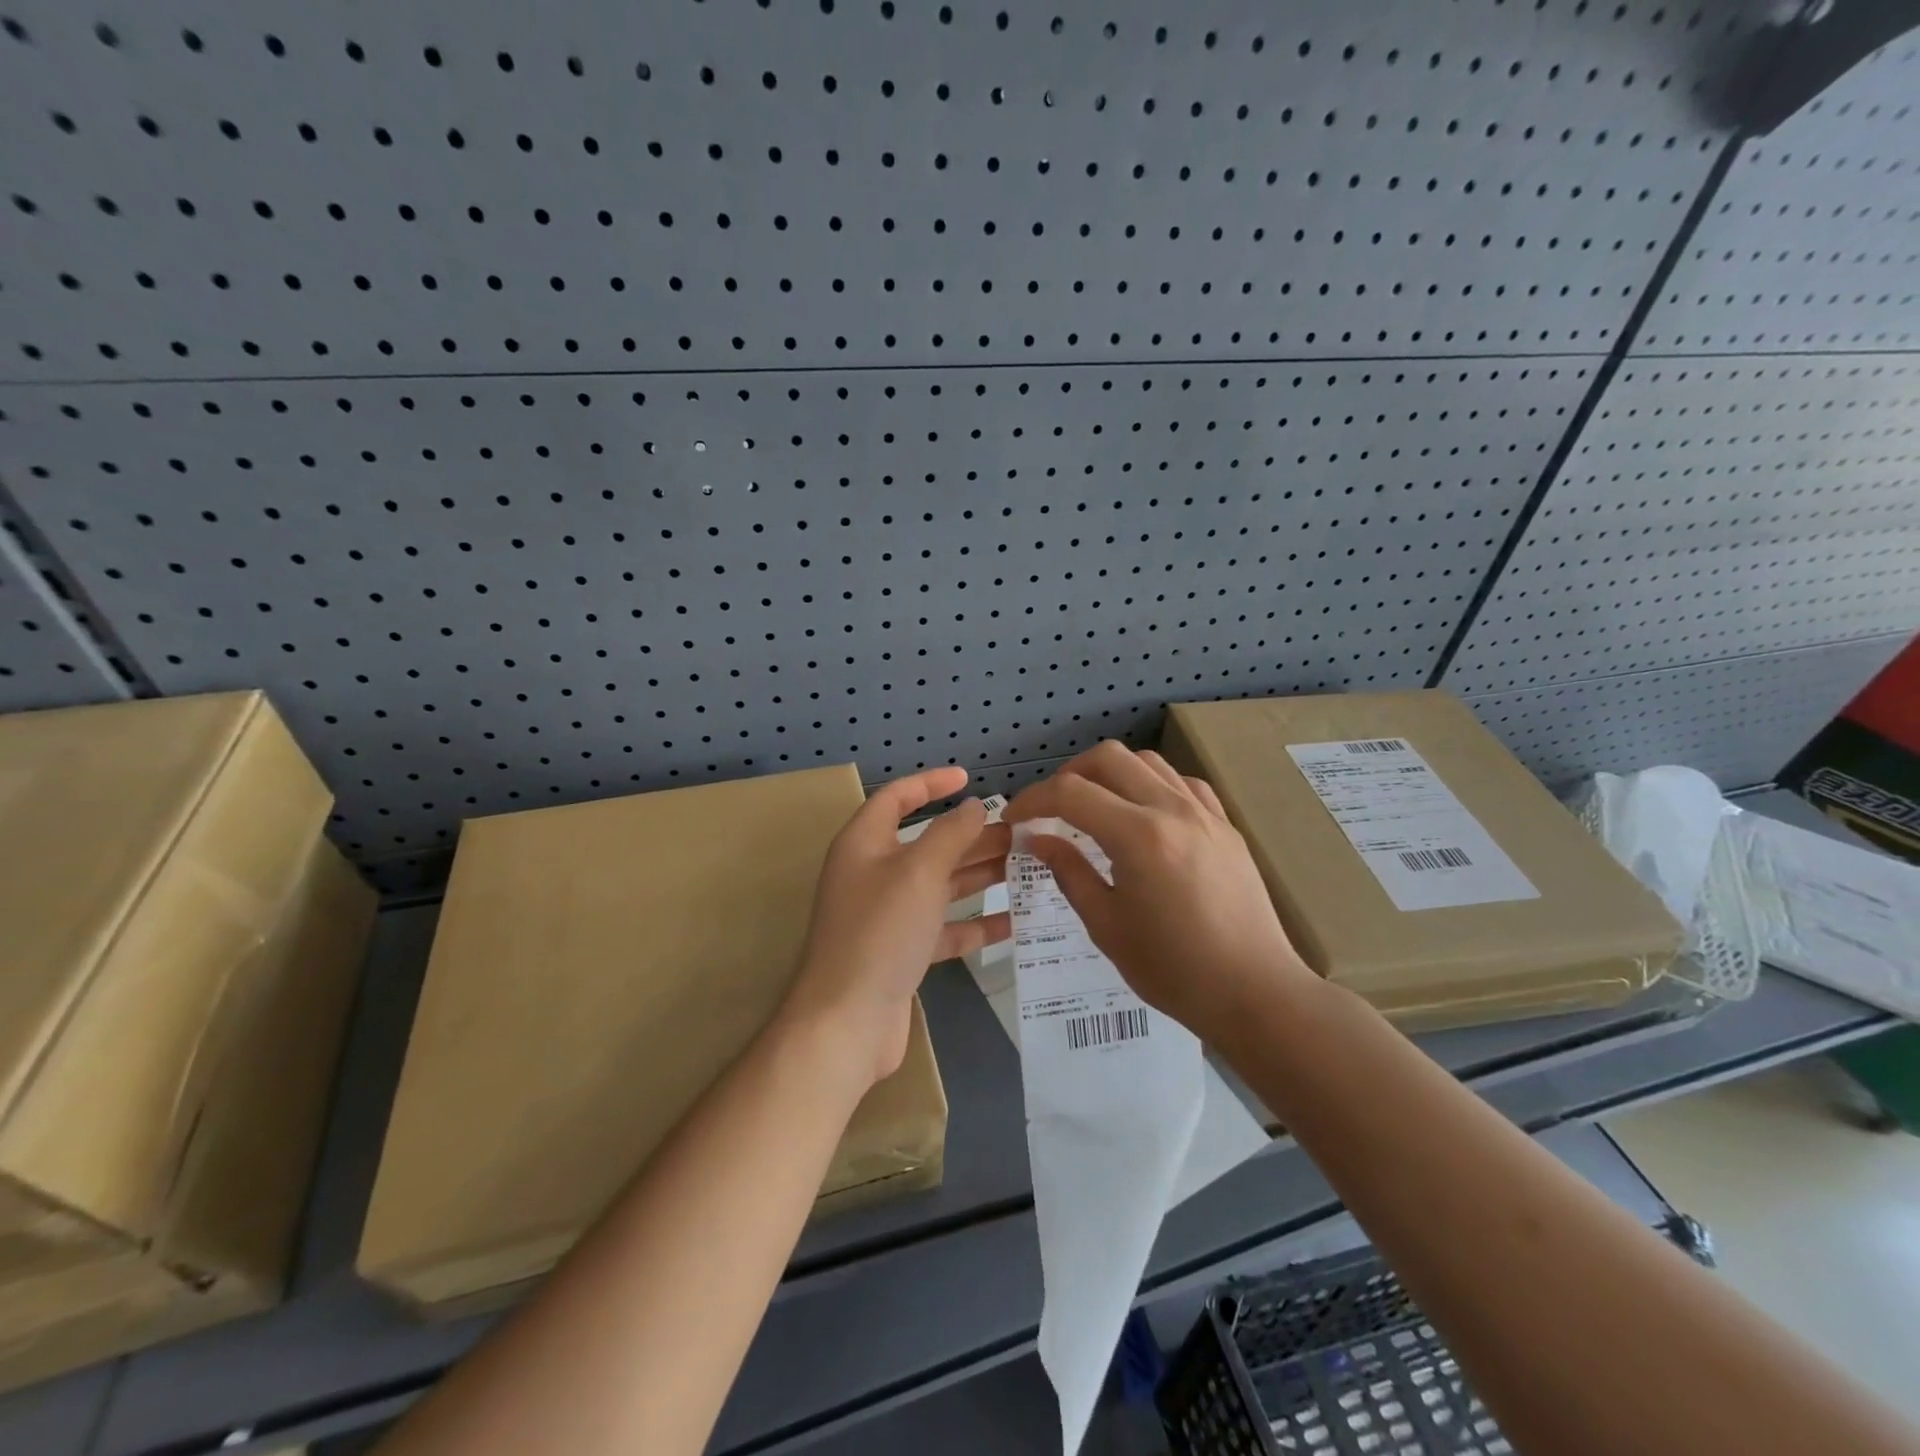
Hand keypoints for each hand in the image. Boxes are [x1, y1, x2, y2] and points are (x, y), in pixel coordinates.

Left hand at [783, 767, 1010, 1085]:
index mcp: (865, 843)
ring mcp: (887, 915)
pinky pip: (943, 927)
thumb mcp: (919, 872)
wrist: (847, 1021)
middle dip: (971, 836)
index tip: (968, 778)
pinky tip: (1013, 922)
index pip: (897, 798)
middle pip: (927, 843)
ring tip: (1026, 867)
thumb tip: (973, 807)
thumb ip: (950, 834)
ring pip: (939, 884)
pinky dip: (974, 923)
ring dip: (979, 874)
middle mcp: (873, 874)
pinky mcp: (902, 952)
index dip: (931, 783)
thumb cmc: (881, 931)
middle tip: (1019, 833)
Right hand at [1004, 742, 1315, 1045]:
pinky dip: (1152, 785)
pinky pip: (1182, 782)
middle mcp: (1172, 809)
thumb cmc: (1173, 969)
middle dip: (1068, 775)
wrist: (1254, 991)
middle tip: (1051, 809)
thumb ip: (1069, 872)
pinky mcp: (1226, 826)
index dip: (1032, 800)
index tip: (1014, 818)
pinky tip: (1144, 814)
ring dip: (1111, 774)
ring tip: (1095, 807)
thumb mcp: (1106, 925)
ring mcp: (1205, 813)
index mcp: (1138, 836)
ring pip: (1147, 762)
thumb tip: (1038, 840)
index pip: (1070, 793)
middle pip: (1108, 758)